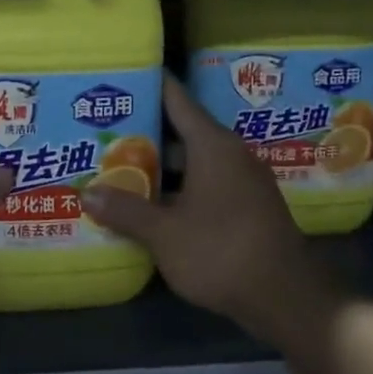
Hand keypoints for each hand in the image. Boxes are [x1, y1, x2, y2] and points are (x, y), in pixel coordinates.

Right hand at [81, 73, 340, 346]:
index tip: (120, 77)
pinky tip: (149, 203)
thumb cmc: (222, 251)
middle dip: (142, 133)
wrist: (285, 297)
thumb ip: (126, 211)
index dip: (148, 85)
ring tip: (116, 166)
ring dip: (159, 166)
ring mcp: (241, 181)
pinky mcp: (245, 206)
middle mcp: (230, 153)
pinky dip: (177, 188)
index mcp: (212, 145)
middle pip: (180, 132)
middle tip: (102, 131)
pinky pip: (204, 184)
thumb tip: (87, 194)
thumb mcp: (165, 233)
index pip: (176, 99)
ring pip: (191, 162)